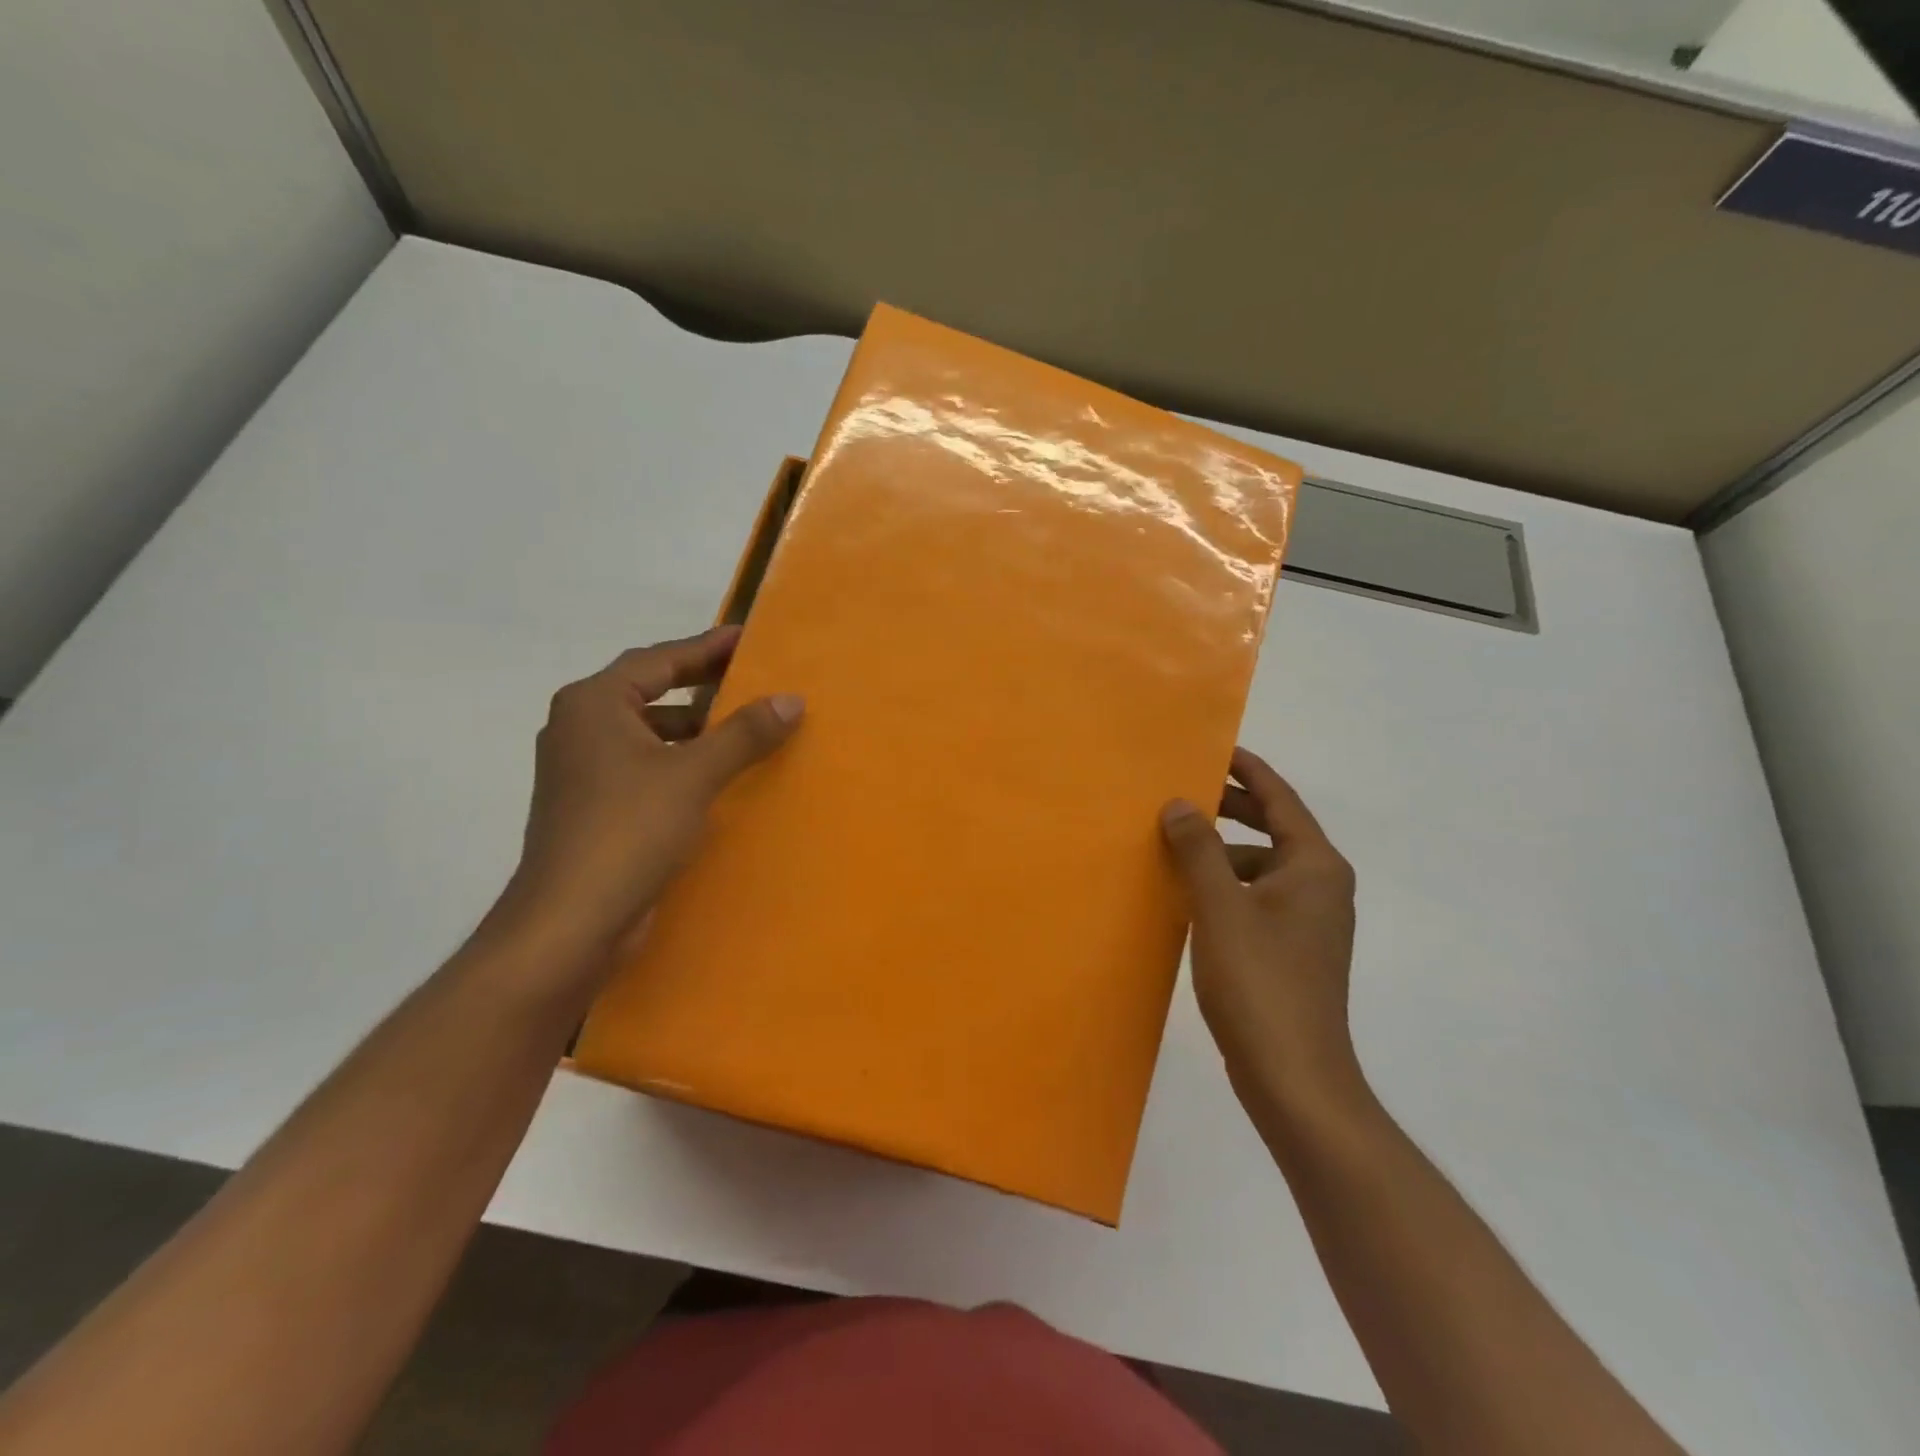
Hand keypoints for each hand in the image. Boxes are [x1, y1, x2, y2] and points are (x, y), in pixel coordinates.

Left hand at [493, 626, 802, 962]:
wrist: (569, 923)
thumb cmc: (627, 831)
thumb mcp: (693, 775)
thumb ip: (744, 733)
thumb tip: (792, 699)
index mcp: (594, 704)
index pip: (659, 659)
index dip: (707, 647)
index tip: (749, 639)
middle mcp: (581, 728)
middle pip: (651, 692)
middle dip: (703, 687)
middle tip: (754, 680)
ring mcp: (583, 771)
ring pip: (649, 733)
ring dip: (694, 730)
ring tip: (746, 730)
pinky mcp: (593, 808)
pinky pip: (646, 768)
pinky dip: (681, 764)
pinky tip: (717, 778)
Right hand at [1161, 747, 1362, 1125]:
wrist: (1296, 1078)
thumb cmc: (1260, 983)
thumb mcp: (1221, 907)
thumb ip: (1198, 849)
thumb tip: (1179, 803)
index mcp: (1315, 866)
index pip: (1280, 798)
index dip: (1246, 770)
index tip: (1211, 749)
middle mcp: (1321, 885)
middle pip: (1273, 828)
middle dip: (1228, 808)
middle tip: (1180, 793)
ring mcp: (1310, 921)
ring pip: (1261, 866)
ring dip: (1222, 851)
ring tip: (1174, 845)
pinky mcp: (1293, 950)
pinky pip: (1256, 897)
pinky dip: (1226, 885)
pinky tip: (1189, 895)